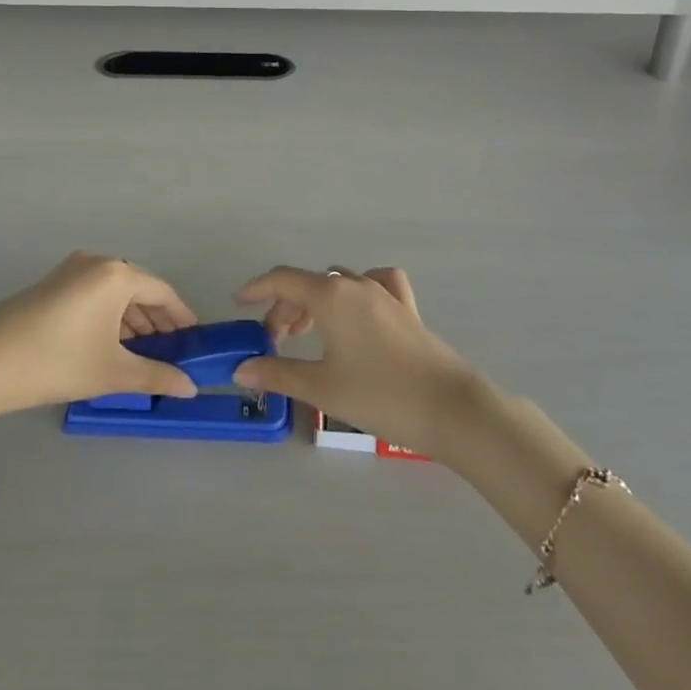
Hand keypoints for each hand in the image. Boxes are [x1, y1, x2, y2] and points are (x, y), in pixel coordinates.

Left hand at [0, 252, 199, 425]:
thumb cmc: (55, 362)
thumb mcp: (111, 372)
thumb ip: (156, 376)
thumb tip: (191, 387)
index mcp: (115, 274)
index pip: (162, 292)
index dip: (182, 317)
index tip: (196, 341)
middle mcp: (95, 262)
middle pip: (139, 288)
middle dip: (157, 321)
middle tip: (173, 352)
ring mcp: (69, 271)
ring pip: (114, 293)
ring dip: (132, 320)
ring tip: (144, 354)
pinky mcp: (50, 285)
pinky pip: (93, 295)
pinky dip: (109, 317)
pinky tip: (110, 345)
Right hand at [232, 266, 477, 457]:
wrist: (451, 409)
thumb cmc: (380, 395)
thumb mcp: (322, 388)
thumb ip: (278, 373)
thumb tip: (242, 369)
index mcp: (331, 295)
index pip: (283, 280)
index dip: (257, 289)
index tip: (240, 303)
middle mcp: (355, 284)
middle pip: (309, 283)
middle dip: (285, 306)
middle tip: (274, 340)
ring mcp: (384, 293)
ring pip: (338, 283)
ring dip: (316, 302)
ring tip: (307, 334)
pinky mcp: (406, 308)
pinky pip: (375, 285)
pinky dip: (357, 291)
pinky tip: (357, 311)